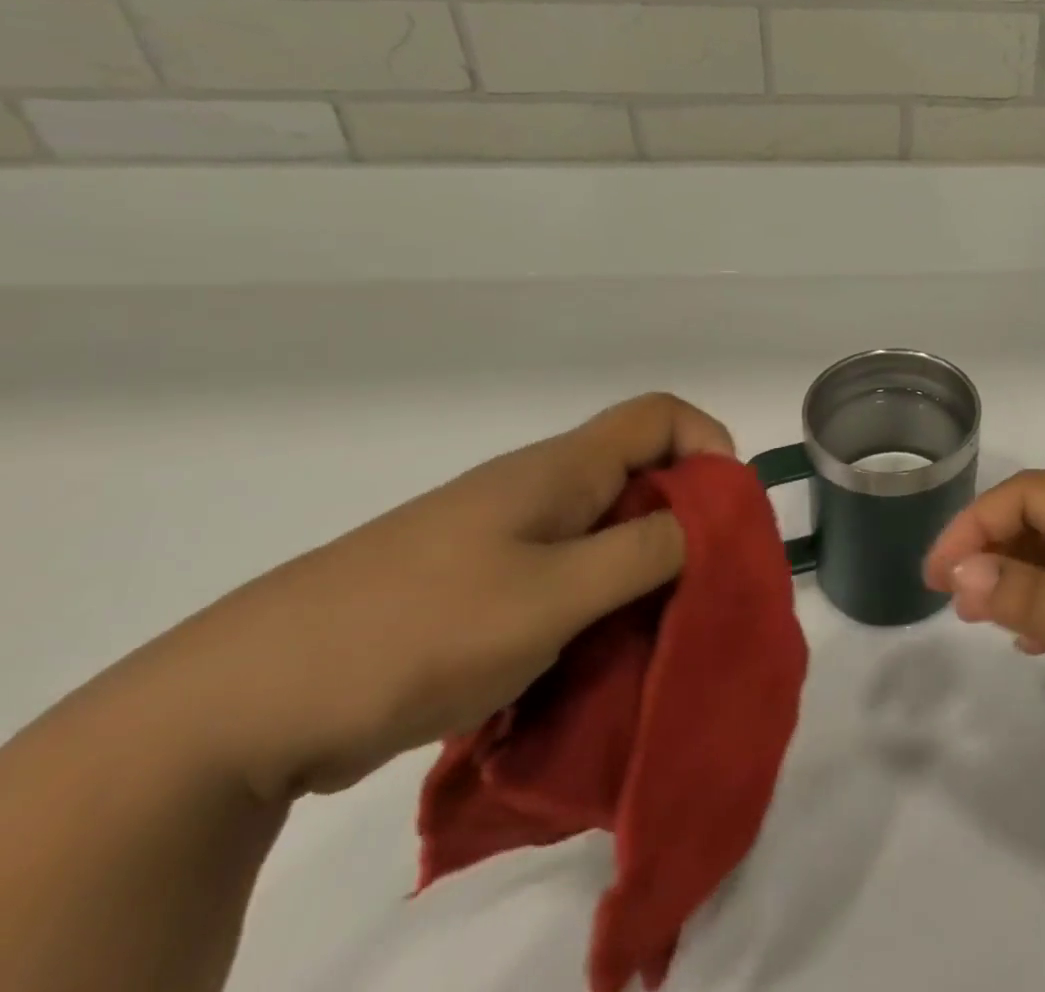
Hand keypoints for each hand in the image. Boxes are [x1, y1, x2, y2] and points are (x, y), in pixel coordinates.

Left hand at [148, 394, 732, 801]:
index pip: (661, 415)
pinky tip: (585, 660)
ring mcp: (503, 538)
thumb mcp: (556, 594)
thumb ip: (647, 552)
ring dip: (639, 574)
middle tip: (698, 588)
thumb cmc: (419, 630)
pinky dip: (594, 607)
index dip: (709, 446)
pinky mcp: (476, 586)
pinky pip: (564, 577)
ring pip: (604, 533)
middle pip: (640, 476)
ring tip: (646, 634)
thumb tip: (708, 524)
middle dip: (684, 524)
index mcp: (561, 469)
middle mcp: (538, 489)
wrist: (242, 705)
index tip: (726, 513)